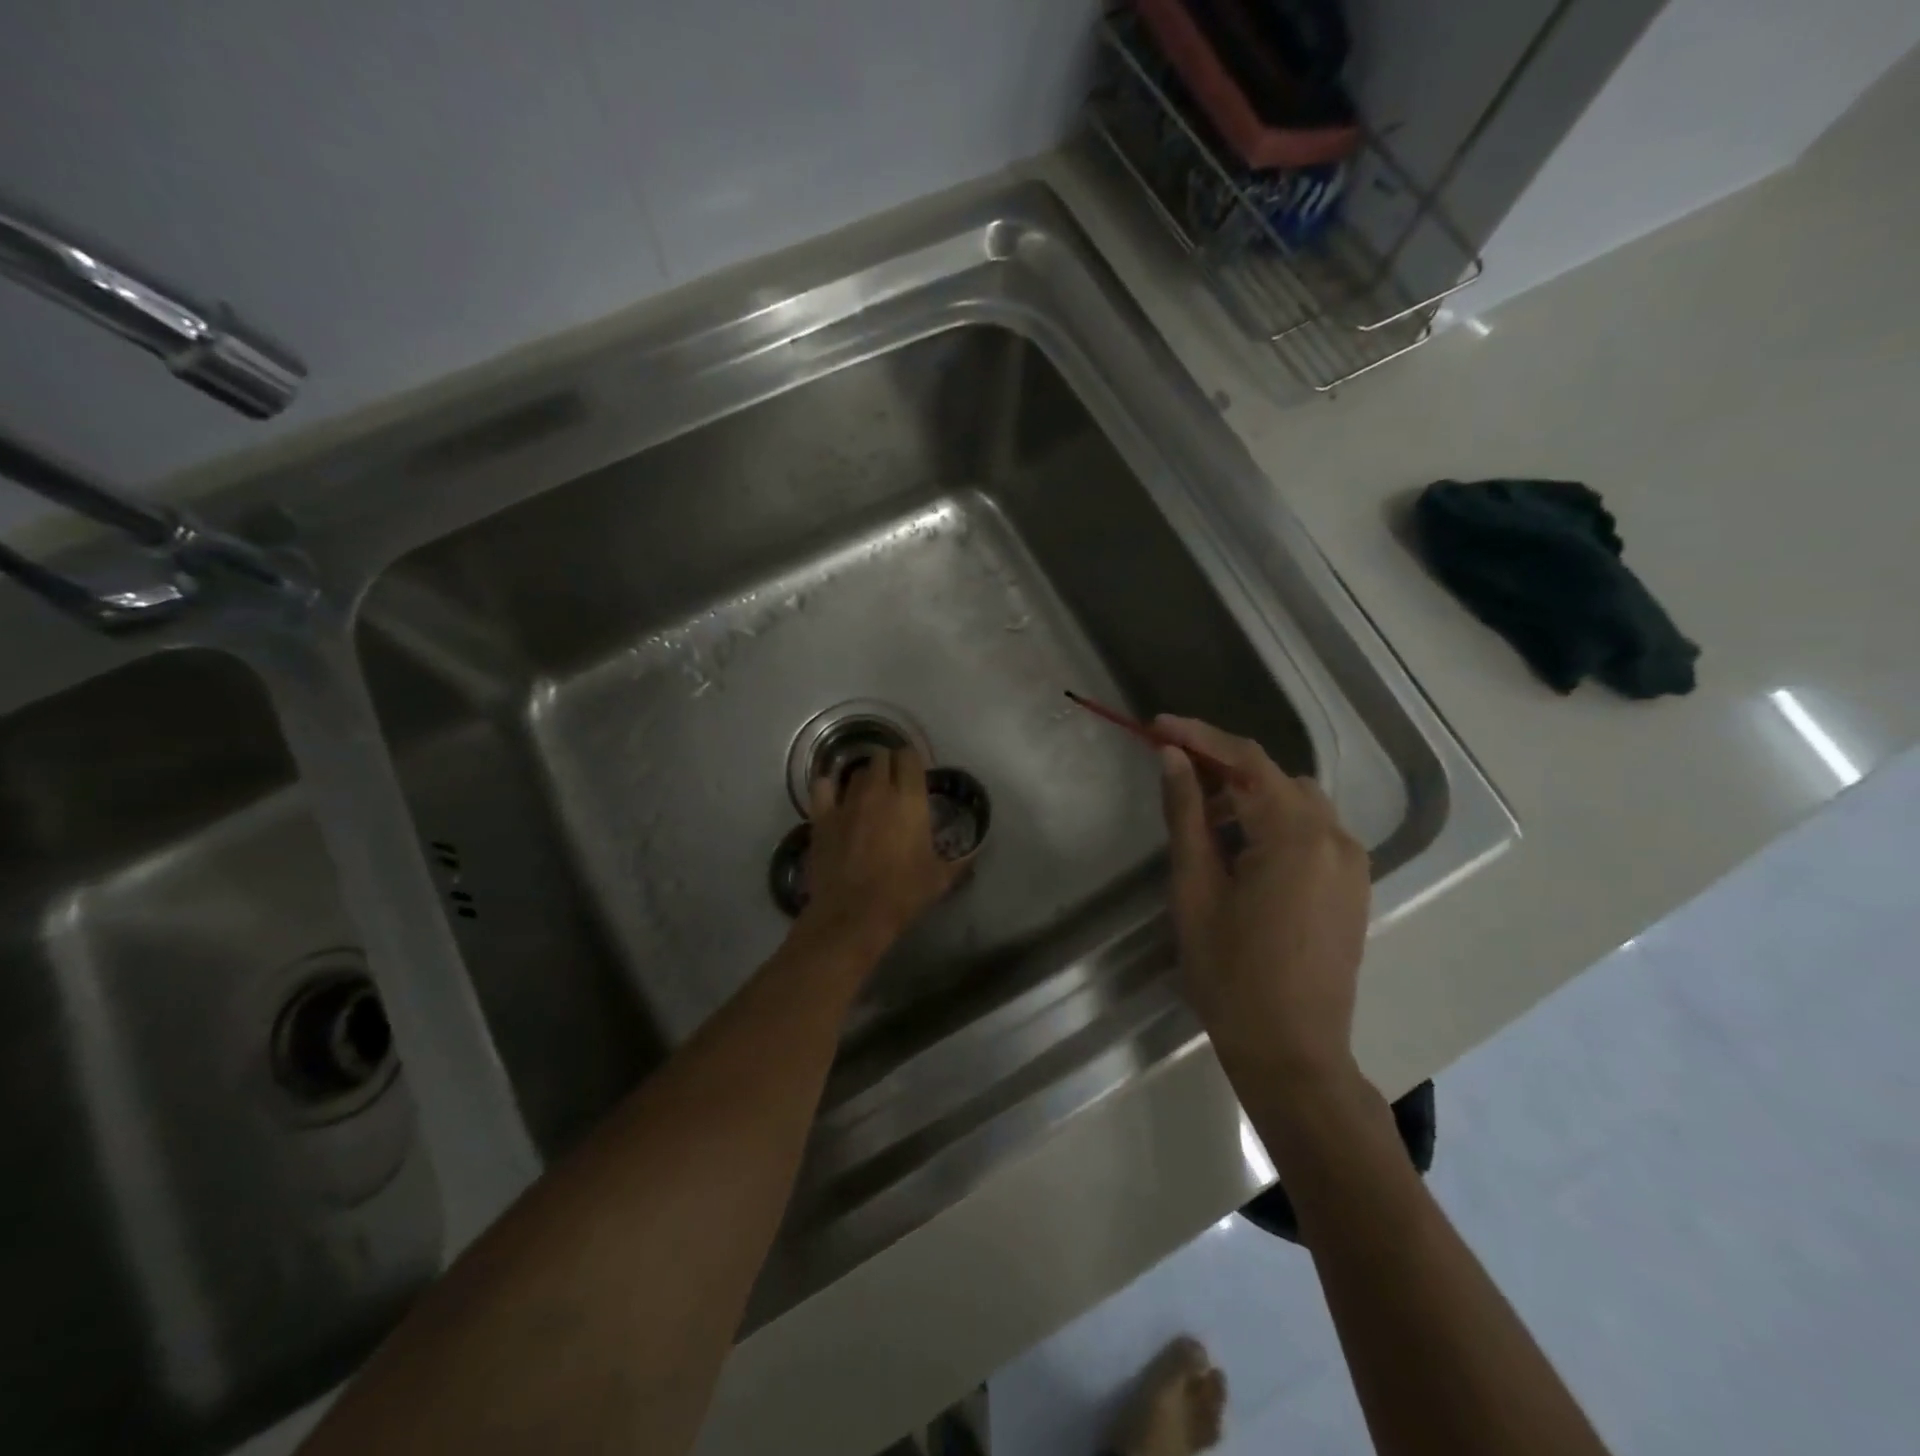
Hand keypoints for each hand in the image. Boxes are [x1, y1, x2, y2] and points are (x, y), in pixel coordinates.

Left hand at [802, 745, 959, 949]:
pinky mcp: (821, 817)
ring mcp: (846, 802)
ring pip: (855, 773)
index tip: (916, 775)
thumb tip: (976, 852)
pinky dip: (829, 786)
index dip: (912, 761)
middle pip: (881, 757)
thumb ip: (961, 860)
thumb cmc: (903, 894)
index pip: (909, 756)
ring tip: (868, 795)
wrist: (854, 915)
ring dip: (864, 778)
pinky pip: (822, 786)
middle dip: (888, 766)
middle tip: (894, 784)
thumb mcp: (941, 878)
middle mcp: (878, 791)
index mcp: (910, 799)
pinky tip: (834, 797)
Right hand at [1156, 715, 1369, 1093]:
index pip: (1244, 761)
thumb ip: (1186, 815)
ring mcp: (1352, 863)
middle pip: (1273, 777)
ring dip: (1249, 796)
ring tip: (1204, 818)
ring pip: (1295, 802)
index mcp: (1295, 834)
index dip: (1198, 736)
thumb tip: (1173, 757)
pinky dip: (1274, 823)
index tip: (1157, 725)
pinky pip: (1312, 832)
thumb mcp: (1195, 889)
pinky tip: (1242, 850)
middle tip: (1173, 772)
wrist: (1293, 1053)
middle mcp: (1335, 836)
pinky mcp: (1353, 887)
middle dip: (1222, 767)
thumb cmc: (1231, 974)